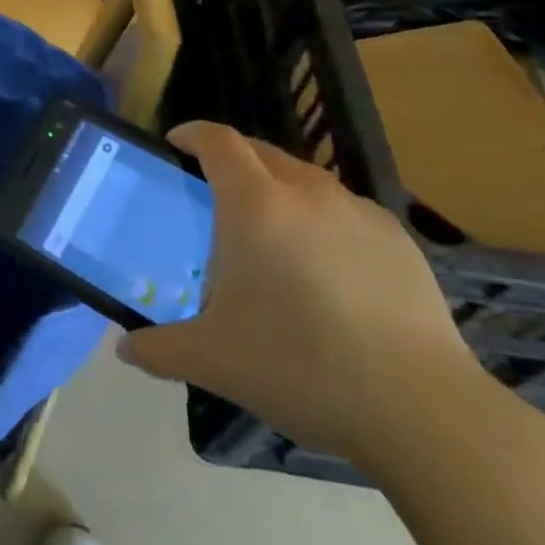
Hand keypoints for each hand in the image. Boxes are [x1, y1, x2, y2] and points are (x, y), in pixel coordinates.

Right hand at [117, 122, 476, 470]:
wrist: (420, 410)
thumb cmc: (299, 367)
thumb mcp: (212, 361)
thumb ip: (158, 350)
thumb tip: (125, 350)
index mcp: (256, 206)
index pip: (218, 142)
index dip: (193, 134)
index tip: (175, 144)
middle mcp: (307, 194)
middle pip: (262, 151)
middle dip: (232, 157)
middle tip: (212, 189)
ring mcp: (359, 214)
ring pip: (306, 178)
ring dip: (278, 185)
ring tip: (269, 228)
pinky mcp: (399, 241)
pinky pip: (344, 209)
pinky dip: (320, 216)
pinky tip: (323, 264)